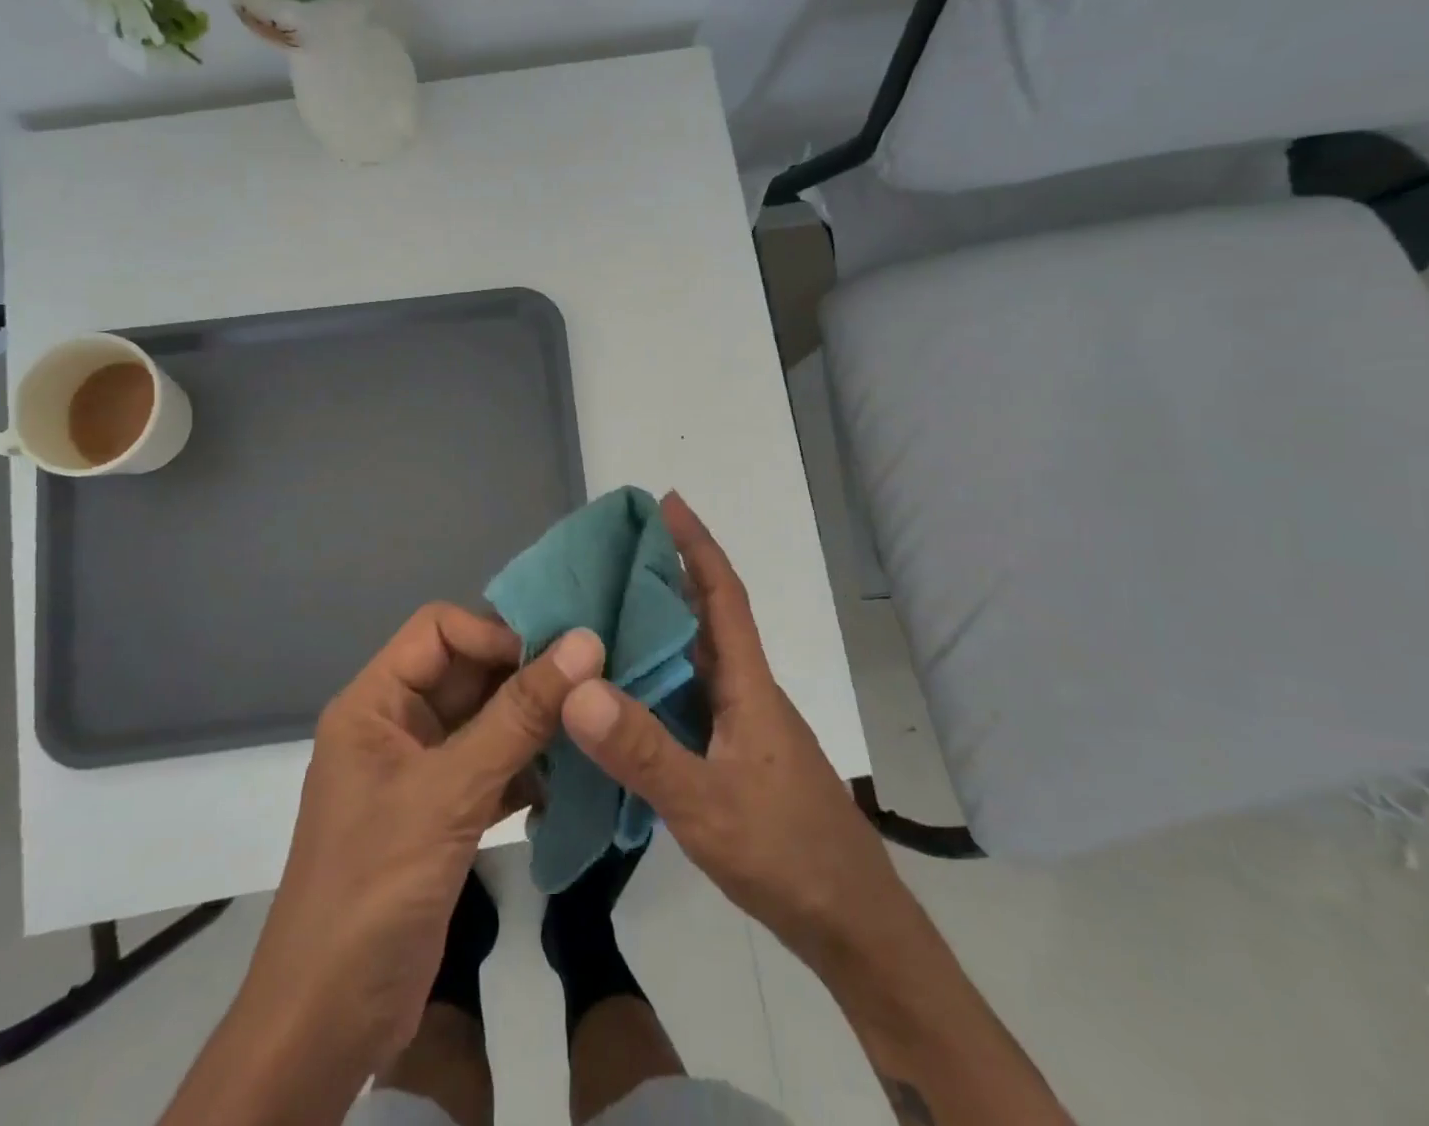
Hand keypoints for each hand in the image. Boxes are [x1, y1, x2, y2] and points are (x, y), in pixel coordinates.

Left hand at [239, 605, 603, 1073]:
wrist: (328, 1025)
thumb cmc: (375, 888)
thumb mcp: (450, 793)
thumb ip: (519, 716)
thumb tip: (585, 642)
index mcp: (374, 703)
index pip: (440, 630)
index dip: (496, 633)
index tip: (557, 658)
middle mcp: (395, 725)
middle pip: (467, 672)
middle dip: (526, 676)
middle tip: (594, 684)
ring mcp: (420, 771)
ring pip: (486, 720)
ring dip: (534, 723)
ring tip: (592, 726)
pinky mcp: (442, 813)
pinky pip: (493, 766)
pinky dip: (529, 768)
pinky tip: (572, 780)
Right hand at [559, 495, 899, 971]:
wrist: (850, 924)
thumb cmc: (786, 852)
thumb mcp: (705, 803)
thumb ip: (641, 749)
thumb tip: (578, 685)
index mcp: (748, 684)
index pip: (723, 595)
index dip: (696, 545)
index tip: (667, 503)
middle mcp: (745, 691)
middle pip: (705, 617)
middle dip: (666, 576)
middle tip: (609, 554)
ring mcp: (741, 724)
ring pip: (694, 658)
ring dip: (657, 627)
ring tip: (601, 610)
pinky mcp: (733, 754)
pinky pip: (686, 697)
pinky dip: (654, 679)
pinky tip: (620, 692)